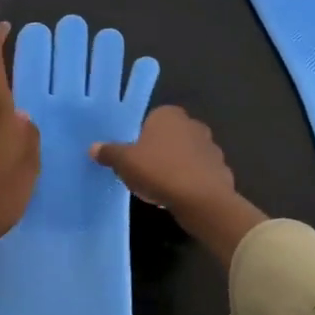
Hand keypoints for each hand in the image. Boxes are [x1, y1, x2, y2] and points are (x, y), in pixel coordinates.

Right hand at [93, 106, 266, 265]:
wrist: (202, 200)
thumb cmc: (159, 171)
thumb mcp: (124, 162)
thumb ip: (109, 152)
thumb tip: (93, 147)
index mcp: (169, 115)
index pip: (151, 119)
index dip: (140, 137)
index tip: (132, 156)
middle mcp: (192, 124)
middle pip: (169, 137)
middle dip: (159, 151)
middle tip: (143, 172)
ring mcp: (210, 146)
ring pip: (185, 155)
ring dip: (175, 167)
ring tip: (160, 188)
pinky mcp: (220, 168)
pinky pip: (199, 173)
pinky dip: (190, 181)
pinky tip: (179, 196)